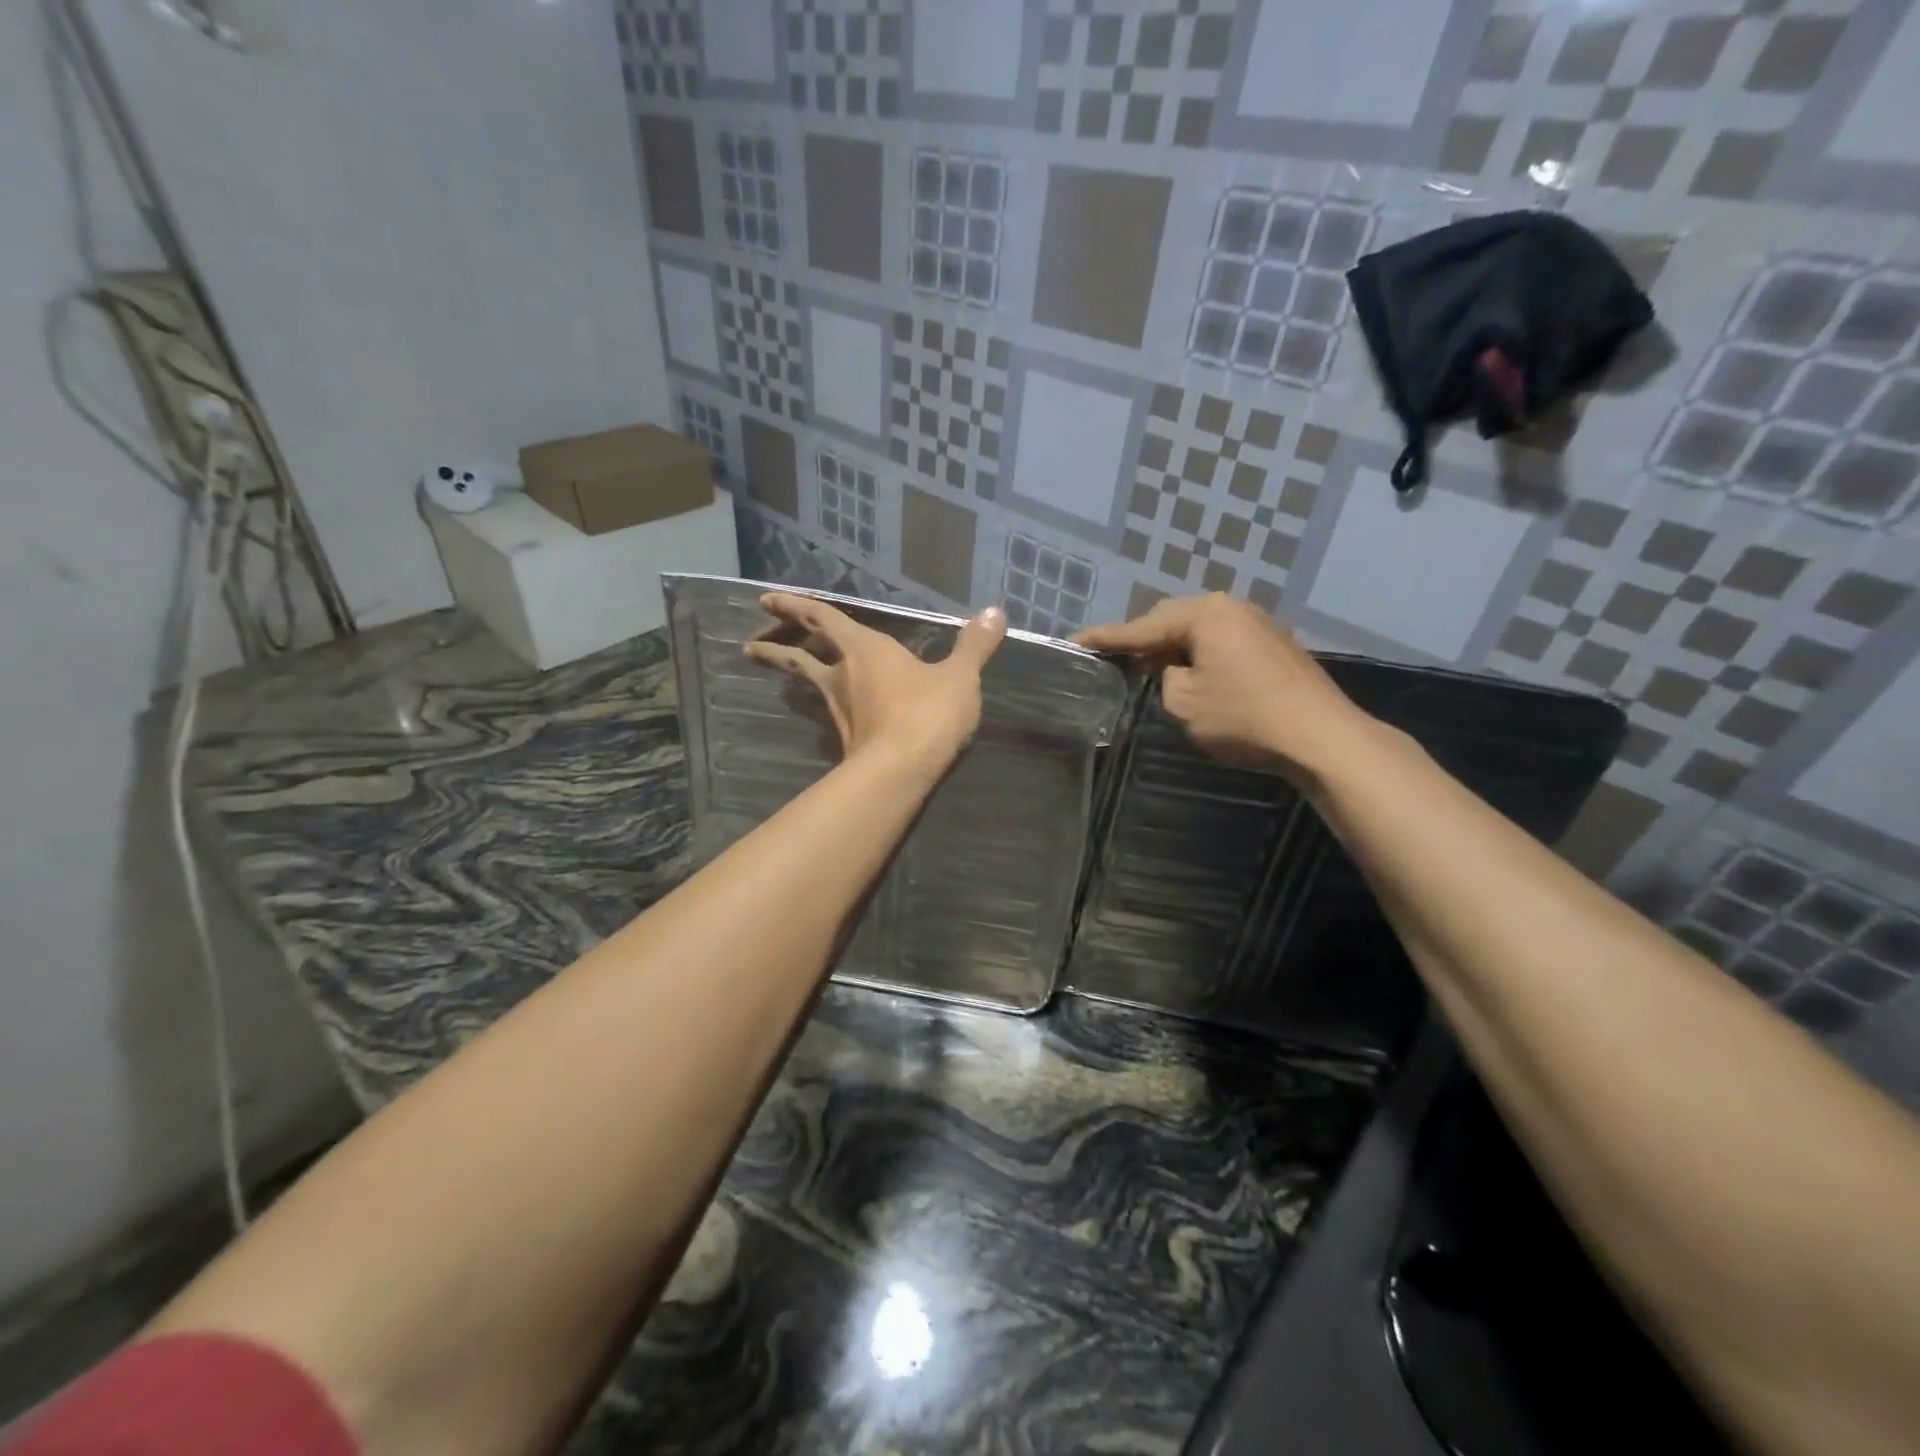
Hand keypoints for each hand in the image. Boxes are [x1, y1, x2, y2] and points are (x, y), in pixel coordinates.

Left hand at [745, 593, 1005, 770]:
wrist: (902, 771)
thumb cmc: (928, 713)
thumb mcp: (960, 676)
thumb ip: (975, 645)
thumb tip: (996, 612)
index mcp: (866, 649)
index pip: (824, 619)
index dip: (796, 606)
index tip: (766, 600)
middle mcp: (844, 675)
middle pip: (801, 655)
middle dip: (777, 644)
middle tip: (752, 644)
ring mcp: (839, 710)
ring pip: (807, 684)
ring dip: (786, 674)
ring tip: (768, 668)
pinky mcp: (845, 739)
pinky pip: (826, 712)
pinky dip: (819, 704)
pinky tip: (823, 711)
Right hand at [1075, 593, 1368, 781]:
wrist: (1319, 735)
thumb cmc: (1244, 717)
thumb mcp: (1184, 703)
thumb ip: (1165, 680)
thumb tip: (1176, 671)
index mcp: (1204, 614)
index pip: (1141, 626)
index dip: (1105, 637)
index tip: (1074, 641)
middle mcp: (1231, 607)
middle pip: (1172, 619)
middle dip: (1142, 640)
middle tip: (1113, 659)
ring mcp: (1257, 623)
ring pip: (1199, 630)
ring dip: (1172, 648)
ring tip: (1148, 667)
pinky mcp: (1274, 644)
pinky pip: (1222, 641)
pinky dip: (1200, 654)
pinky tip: (1192, 673)